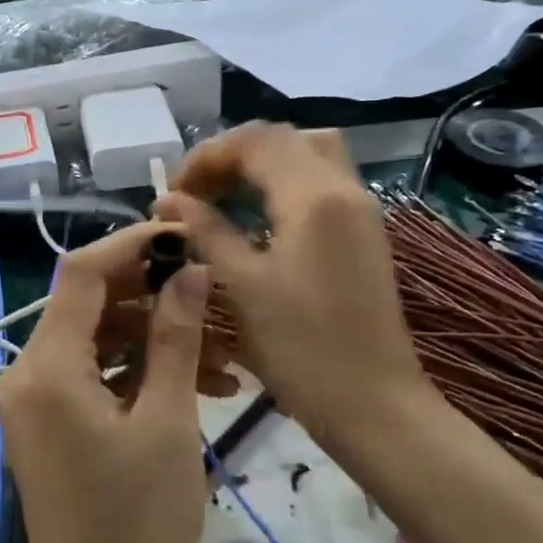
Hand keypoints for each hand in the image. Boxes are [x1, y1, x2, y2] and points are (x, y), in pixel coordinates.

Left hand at [0, 223, 211, 542]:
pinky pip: (95, 375)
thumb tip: (189, 270)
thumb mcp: (167, 423)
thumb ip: (175, 338)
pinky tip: (196, 387)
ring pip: (99, 339)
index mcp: (47, 366)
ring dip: (156, 340)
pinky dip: (139, 372)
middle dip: (154, 297)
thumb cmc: (137, 524)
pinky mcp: (51, 422)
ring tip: (222, 361)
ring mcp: (36, 399)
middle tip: (214, 301)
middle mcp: (28, 372)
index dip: (133, 243)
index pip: (82, 272)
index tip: (185, 236)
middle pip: (90, 304)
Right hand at [156, 124, 434, 457]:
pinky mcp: (364, 232)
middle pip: (285, 138)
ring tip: (223, 198)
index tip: (174, 191)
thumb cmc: (301, 349)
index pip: (256, 141)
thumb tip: (169, 201)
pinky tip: (257, 218)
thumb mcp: (243, 286)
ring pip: (308, 154)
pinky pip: (322, 182)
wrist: (374, 403)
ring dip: (262, 164)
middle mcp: (344, 189)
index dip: (207, 156)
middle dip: (233, 155)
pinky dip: (284, 183)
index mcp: (313, 197)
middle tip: (198, 190)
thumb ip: (206, 231)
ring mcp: (360, 210)